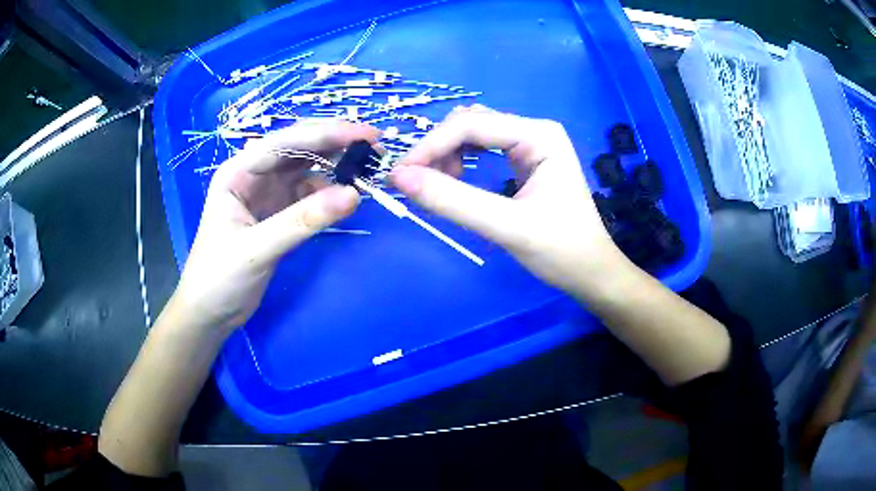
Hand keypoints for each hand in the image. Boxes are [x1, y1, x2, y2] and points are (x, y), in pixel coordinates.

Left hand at [174, 120, 378, 334]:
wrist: (210, 313)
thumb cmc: (219, 278)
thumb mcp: (257, 248)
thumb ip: (303, 221)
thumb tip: (354, 195)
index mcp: (238, 172)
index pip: (285, 142)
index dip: (326, 134)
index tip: (365, 134)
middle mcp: (253, 175)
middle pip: (298, 149)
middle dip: (334, 143)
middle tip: (375, 145)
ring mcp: (267, 194)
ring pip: (306, 169)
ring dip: (335, 166)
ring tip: (367, 167)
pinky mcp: (278, 214)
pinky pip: (308, 194)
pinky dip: (328, 193)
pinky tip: (346, 196)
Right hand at [391, 105, 630, 295]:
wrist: (591, 273)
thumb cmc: (561, 251)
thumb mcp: (506, 226)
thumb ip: (453, 201)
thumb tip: (399, 179)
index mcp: (539, 134)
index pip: (471, 125)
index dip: (430, 146)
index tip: (398, 176)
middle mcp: (534, 129)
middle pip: (470, 125)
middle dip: (439, 150)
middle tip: (418, 186)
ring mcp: (530, 144)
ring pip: (472, 135)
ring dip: (447, 155)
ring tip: (439, 187)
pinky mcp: (525, 160)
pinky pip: (482, 149)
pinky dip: (460, 162)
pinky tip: (454, 181)